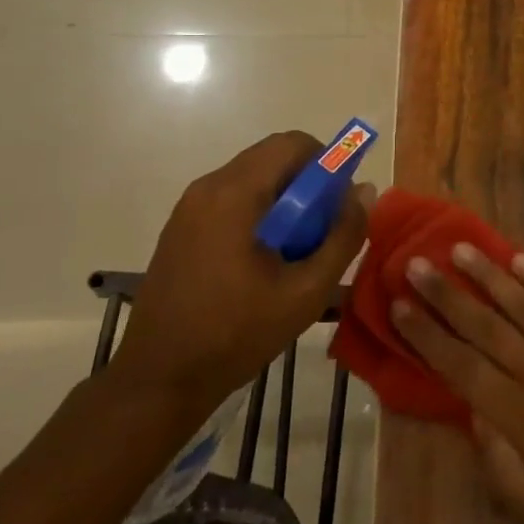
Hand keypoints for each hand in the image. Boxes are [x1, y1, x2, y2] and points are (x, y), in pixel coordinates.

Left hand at [112, 132, 370, 415]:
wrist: (158, 380)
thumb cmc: (236, 334)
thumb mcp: (306, 291)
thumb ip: (342, 236)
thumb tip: (365, 191)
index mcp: (235, 193)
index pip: (293, 143)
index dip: (326, 163)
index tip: (337, 204)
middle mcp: (208, 186)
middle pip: (272, 158)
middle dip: (306, 185)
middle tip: (320, 231)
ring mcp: (189, 207)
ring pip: (252, 179)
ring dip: (283, 201)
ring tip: (294, 252)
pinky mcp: (180, 228)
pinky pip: (231, 199)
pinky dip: (257, 213)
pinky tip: (261, 262)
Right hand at [392, 245, 523, 523]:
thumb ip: (505, 469)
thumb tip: (473, 417)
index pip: (463, 368)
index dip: (428, 336)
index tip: (399, 305)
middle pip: (486, 327)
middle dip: (447, 295)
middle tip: (415, 263)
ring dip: (489, 276)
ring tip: (460, 248)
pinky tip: (522, 260)